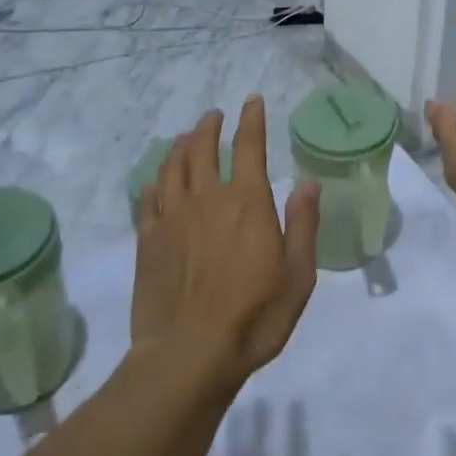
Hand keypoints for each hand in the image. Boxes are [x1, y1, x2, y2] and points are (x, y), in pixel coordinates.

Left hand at [132, 97, 321, 384]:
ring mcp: (172, 218)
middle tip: (214, 115)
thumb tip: (309, 183)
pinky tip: (156, 179)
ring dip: (180, 145)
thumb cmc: (254, 316)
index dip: (251, 119)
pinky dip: (154, 181)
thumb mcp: (298, 274)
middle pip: (202, 148)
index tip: (252, 100)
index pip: (248, 146)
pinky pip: (148, 198)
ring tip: (185, 137)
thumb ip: (303, 224)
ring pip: (172, 167)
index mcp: (247, 201)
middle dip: (209, 126)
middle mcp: (207, 198)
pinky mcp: (147, 241)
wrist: (188, 355)